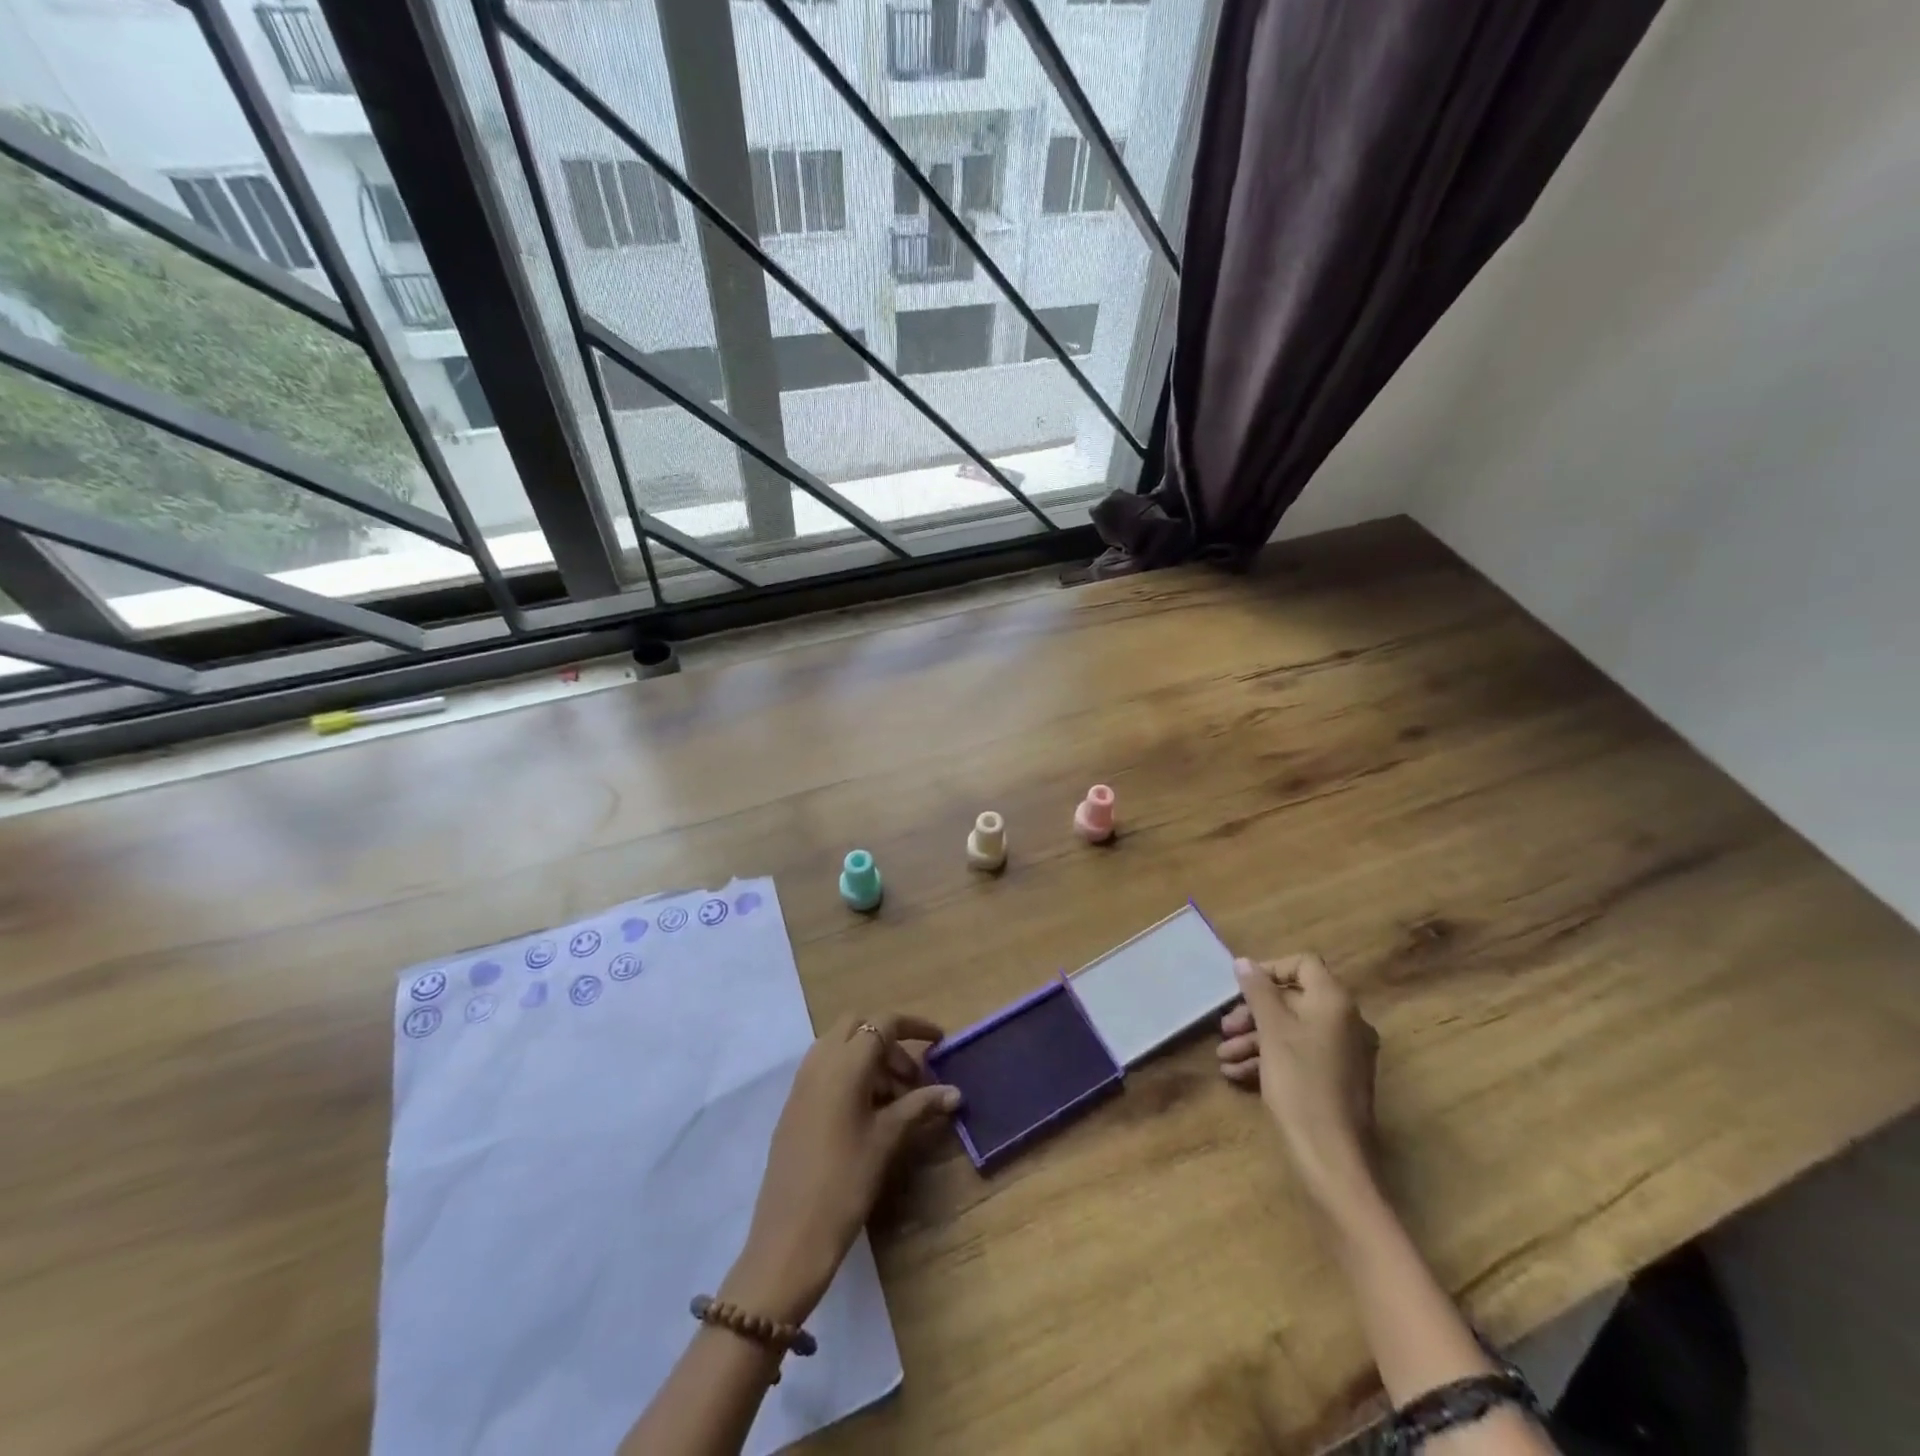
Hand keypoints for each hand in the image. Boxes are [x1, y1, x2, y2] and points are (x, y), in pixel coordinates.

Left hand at [724, 1013, 959, 1324]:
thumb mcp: (888, 1139)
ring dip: (869, 1058)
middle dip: (889, 1042)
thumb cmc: (846, 1181)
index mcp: (845, 1063)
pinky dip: (850, 1074)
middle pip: (858, 1026)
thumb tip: (954, 1093)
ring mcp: (802, 1081)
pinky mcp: (794, 1103)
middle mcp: (820, 1061)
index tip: (940, 1041)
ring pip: (840, 1046)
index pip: (883, 1023)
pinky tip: (867, 1113)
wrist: (790, 1235)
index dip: (915, 1026)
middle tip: (912, 1078)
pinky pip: (826, 1068)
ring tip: (894, 1100)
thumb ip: (920, 1106)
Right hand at [1218, 954, 1380, 1211]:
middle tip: (1224, 1028)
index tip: (1240, 988)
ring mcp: (1344, 1052)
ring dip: (1255, 1038)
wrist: (1331, 1156)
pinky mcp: (1336, 1078)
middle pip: (1293, 998)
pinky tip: (1238, 1074)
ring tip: (1224, 1057)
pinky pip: (1300, 1054)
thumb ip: (1257, 991)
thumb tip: (1244, 962)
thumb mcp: (1272, 1031)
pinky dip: (1270, 1057)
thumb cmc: (1300, 1084)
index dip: (1269, 969)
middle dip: (1254, 1011)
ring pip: (1292, 1029)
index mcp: (1335, 1002)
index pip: (1303, 964)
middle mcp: (1345, 1021)